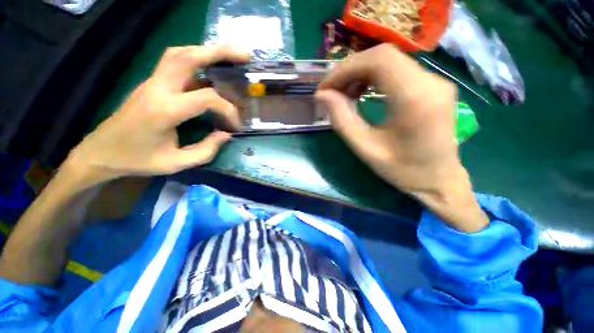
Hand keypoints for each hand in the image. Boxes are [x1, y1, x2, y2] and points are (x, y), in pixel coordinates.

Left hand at [65, 45, 249, 187]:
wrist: (101, 152)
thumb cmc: (137, 160)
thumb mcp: (176, 163)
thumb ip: (206, 150)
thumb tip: (226, 135)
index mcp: (164, 110)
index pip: (206, 98)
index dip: (228, 109)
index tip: (236, 125)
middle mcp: (158, 88)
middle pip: (189, 57)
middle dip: (219, 52)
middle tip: (244, 55)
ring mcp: (152, 82)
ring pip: (180, 53)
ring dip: (206, 51)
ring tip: (228, 56)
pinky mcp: (151, 83)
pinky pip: (174, 61)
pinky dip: (194, 57)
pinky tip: (208, 66)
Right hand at [317, 44, 487, 231]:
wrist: (439, 180)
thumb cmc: (403, 170)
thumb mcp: (365, 149)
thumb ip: (342, 120)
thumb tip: (323, 96)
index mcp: (415, 99)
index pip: (377, 61)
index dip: (345, 70)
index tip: (325, 89)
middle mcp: (430, 82)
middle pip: (382, 56)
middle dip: (349, 70)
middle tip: (331, 92)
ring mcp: (435, 81)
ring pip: (389, 60)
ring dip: (360, 73)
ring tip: (344, 94)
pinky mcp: (432, 85)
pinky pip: (397, 70)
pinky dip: (373, 77)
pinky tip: (362, 92)